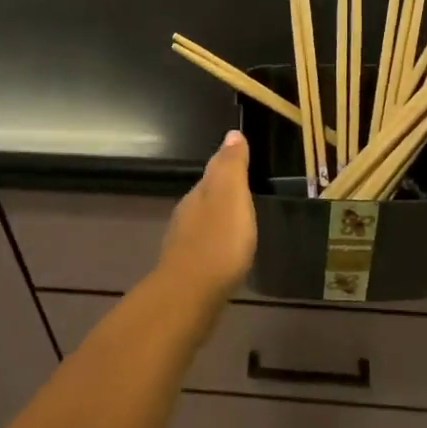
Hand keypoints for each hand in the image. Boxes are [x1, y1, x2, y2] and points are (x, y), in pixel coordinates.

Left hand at [155, 130, 256, 300]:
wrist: (191, 294)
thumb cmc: (218, 240)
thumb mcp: (232, 195)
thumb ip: (232, 165)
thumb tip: (232, 133)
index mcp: (199, 194)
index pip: (212, 172)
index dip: (227, 167)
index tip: (241, 163)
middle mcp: (186, 214)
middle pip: (205, 197)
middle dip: (221, 194)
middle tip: (242, 194)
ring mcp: (183, 243)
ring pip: (202, 222)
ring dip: (217, 221)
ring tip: (237, 224)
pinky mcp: (187, 269)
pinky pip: (204, 247)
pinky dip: (215, 245)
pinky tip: (224, 254)